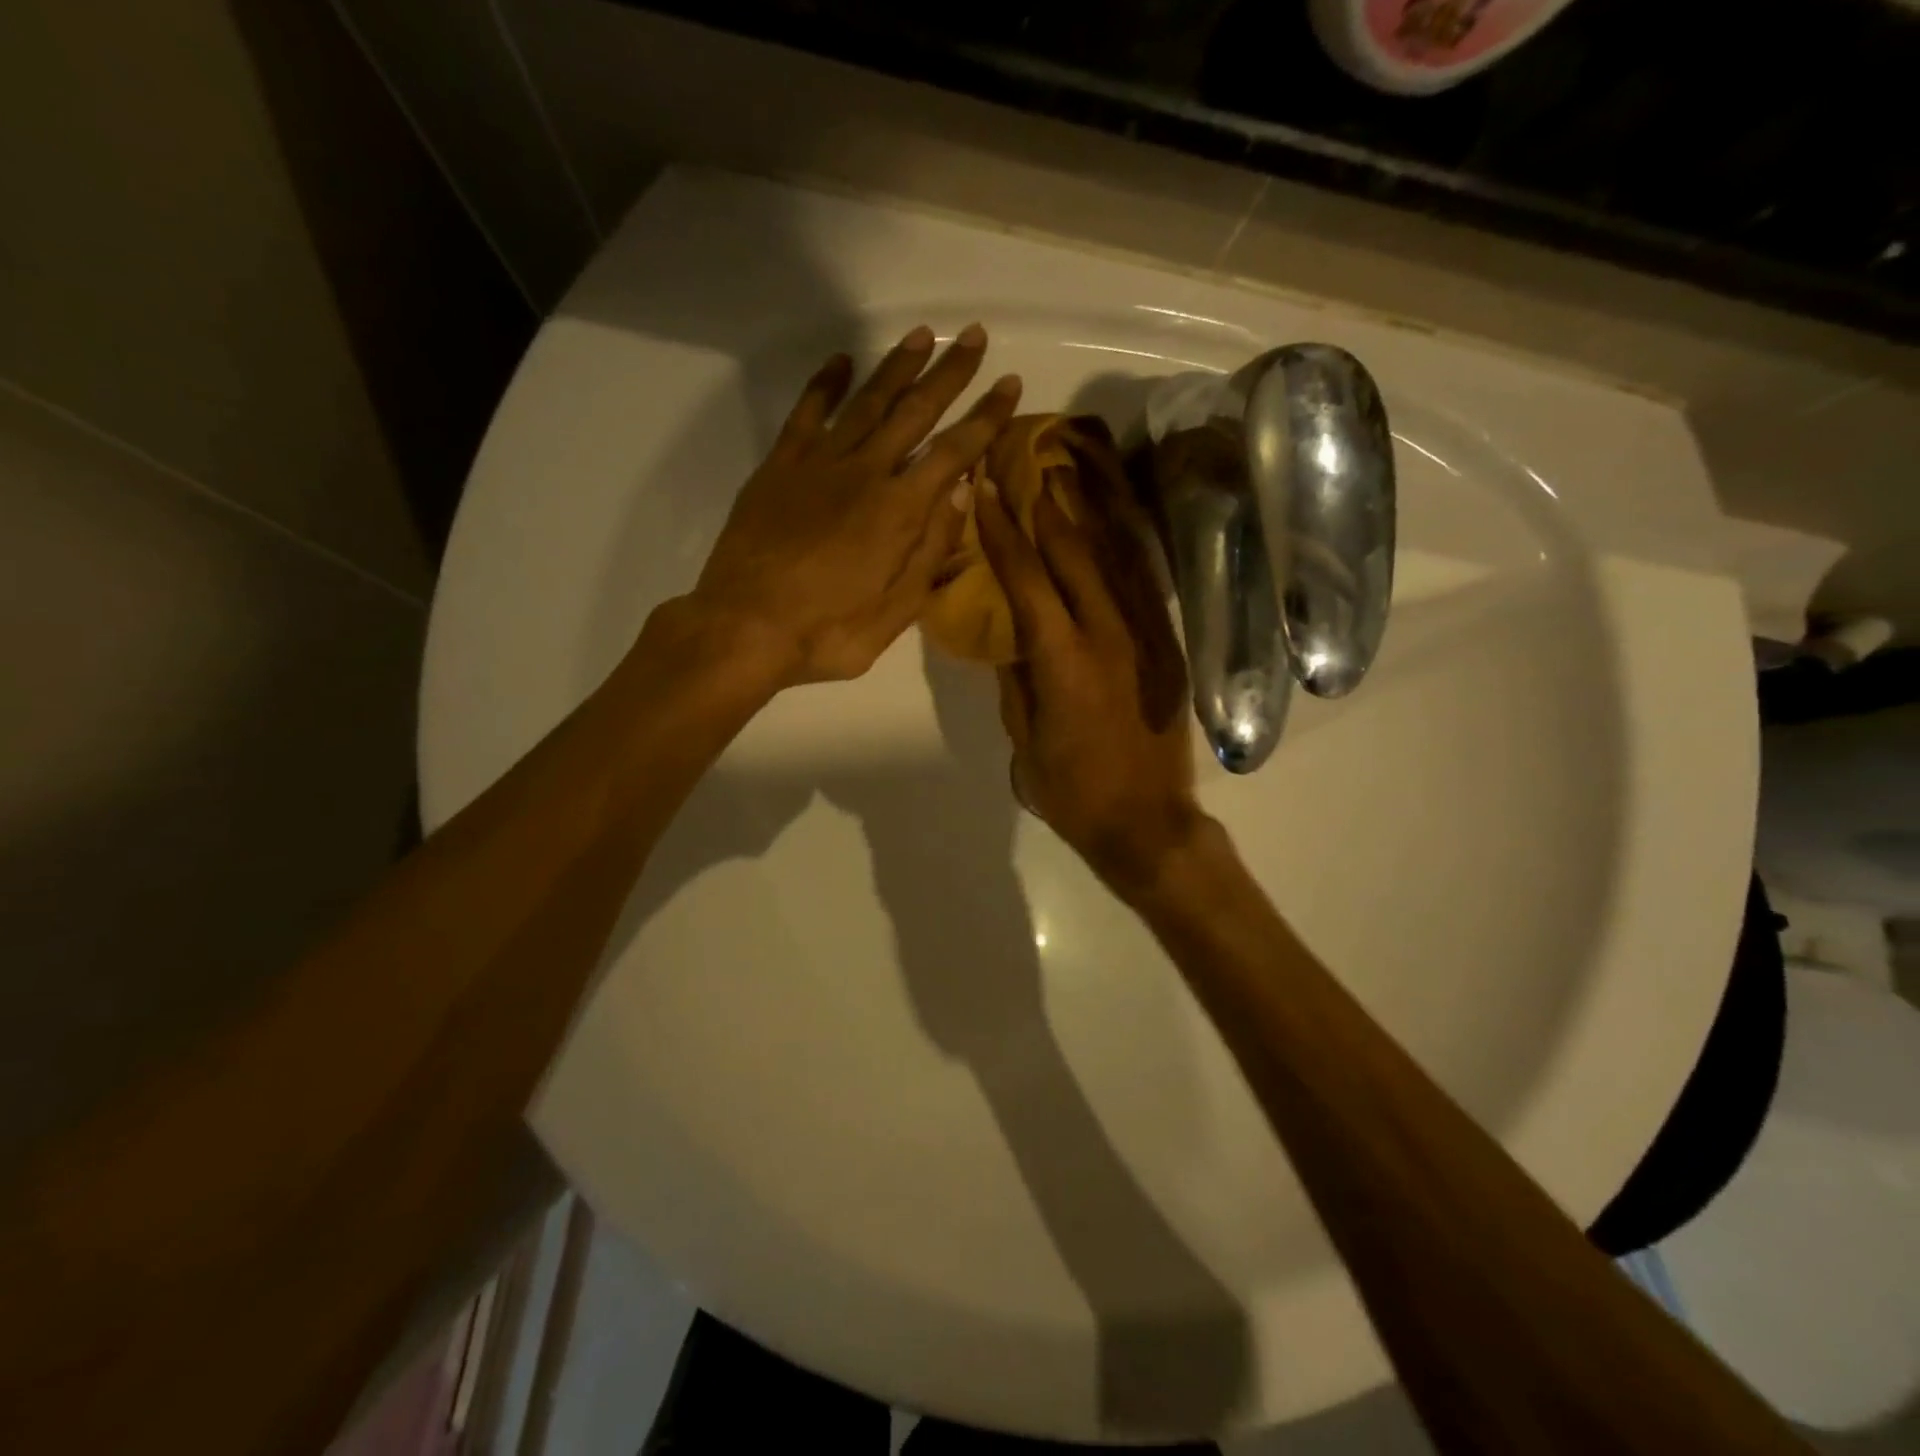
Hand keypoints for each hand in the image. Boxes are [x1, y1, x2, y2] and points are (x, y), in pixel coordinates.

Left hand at [680, 324, 1020, 686]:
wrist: (743, 628)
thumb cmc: (826, 632)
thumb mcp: (895, 611)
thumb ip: (930, 551)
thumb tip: (962, 495)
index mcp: (898, 511)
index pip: (954, 452)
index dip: (986, 418)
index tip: (1010, 384)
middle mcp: (864, 472)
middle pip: (914, 411)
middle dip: (949, 373)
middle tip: (974, 336)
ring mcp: (817, 464)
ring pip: (865, 401)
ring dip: (897, 367)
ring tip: (922, 336)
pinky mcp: (779, 467)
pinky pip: (806, 413)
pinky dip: (824, 384)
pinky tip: (841, 361)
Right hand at [973, 463, 1205, 895]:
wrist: (1146, 824)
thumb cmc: (1072, 793)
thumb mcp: (1024, 740)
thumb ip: (1016, 680)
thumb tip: (1010, 636)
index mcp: (1063, 662)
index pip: (1027, 580)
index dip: (1002, 533)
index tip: (983, 492)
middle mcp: (1109, 637)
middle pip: (1074, 554)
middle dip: (1045, 505)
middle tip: (1024, 461)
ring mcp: (1146, 639)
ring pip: (1117, 558)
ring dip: (1090, 511)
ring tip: (1069, 470)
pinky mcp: (1168, 649)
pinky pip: (1143, 585)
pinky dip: (1125, 546)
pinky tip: (1111, 523)